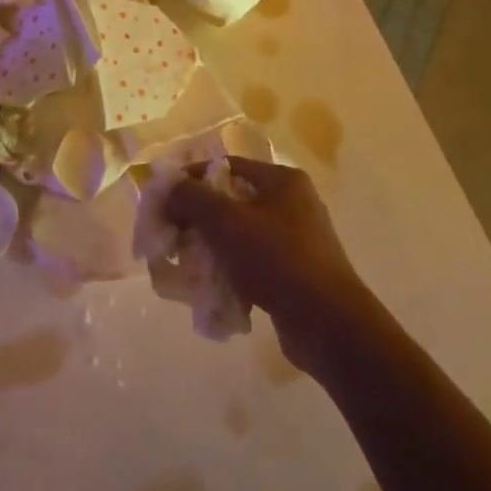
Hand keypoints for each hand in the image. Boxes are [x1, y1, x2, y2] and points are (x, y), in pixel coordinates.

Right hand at [164, 158, 373, 361]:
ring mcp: (297, 241)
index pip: (226, 166)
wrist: (327, 324)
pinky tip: (211, 289)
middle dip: (197, 219)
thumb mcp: (225, 221)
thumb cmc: (276, 260)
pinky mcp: (295, 273)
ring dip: (210, 248)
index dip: (191, 179)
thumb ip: (190, 198)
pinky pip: (252, 263)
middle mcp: (293, 204)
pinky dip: (230, 271)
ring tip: (186, 265)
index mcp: (282, 181)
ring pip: (239, 235)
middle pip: (231, 201)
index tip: (164, 200)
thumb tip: (168, 188)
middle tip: (170, 236)